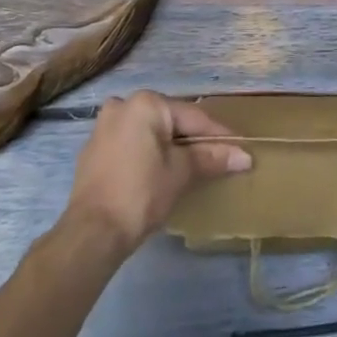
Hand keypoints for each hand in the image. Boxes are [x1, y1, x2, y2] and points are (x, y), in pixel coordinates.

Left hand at [64, 92, 250, 255]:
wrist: (92, 233)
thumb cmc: (141, 194)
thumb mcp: (181, 173)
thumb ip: (211, 158)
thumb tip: (244, 156)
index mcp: (146, 103)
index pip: (192, 117)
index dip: (218, 134)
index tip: (240, 148)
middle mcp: (123, 105)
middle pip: (170, 120)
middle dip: (193, 139)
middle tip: (218, 156)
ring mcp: (104, 126)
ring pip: (149, 131)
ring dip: (170, 146)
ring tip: (192, 165)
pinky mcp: (94, 149)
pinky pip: (131, 143)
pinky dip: (148, 153)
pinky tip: (160, 171)